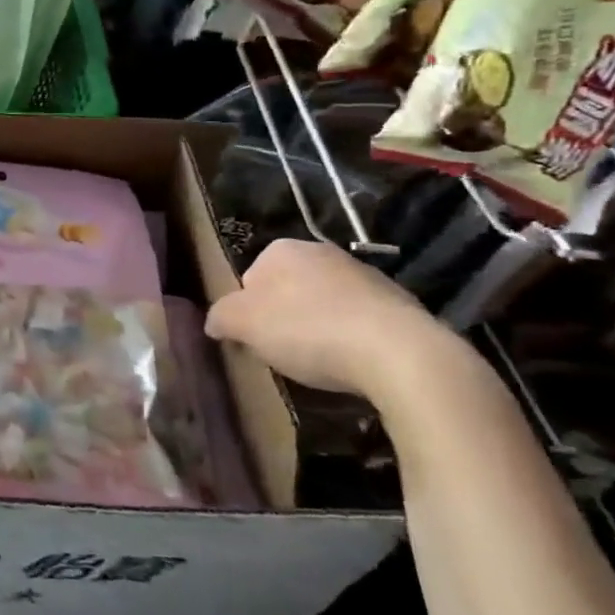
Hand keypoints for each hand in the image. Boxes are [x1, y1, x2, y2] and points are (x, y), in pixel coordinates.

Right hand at [204, 239, 447, 403]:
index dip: (248, 311)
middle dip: (285, 317)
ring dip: (321, 328)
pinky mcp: (400, 304)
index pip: (249, 278)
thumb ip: (221, 317)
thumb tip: (214, 321)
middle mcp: (323, 252)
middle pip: (288, 289)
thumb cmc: (308, 330)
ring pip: (326, 304)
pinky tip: (356, 365)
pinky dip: (354, 339)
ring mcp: (366, 275)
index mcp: (282, 250)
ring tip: (323, 363)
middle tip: (285, 352)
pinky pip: (362, 321)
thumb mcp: (244, 324)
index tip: (255, 339)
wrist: (400, 353)